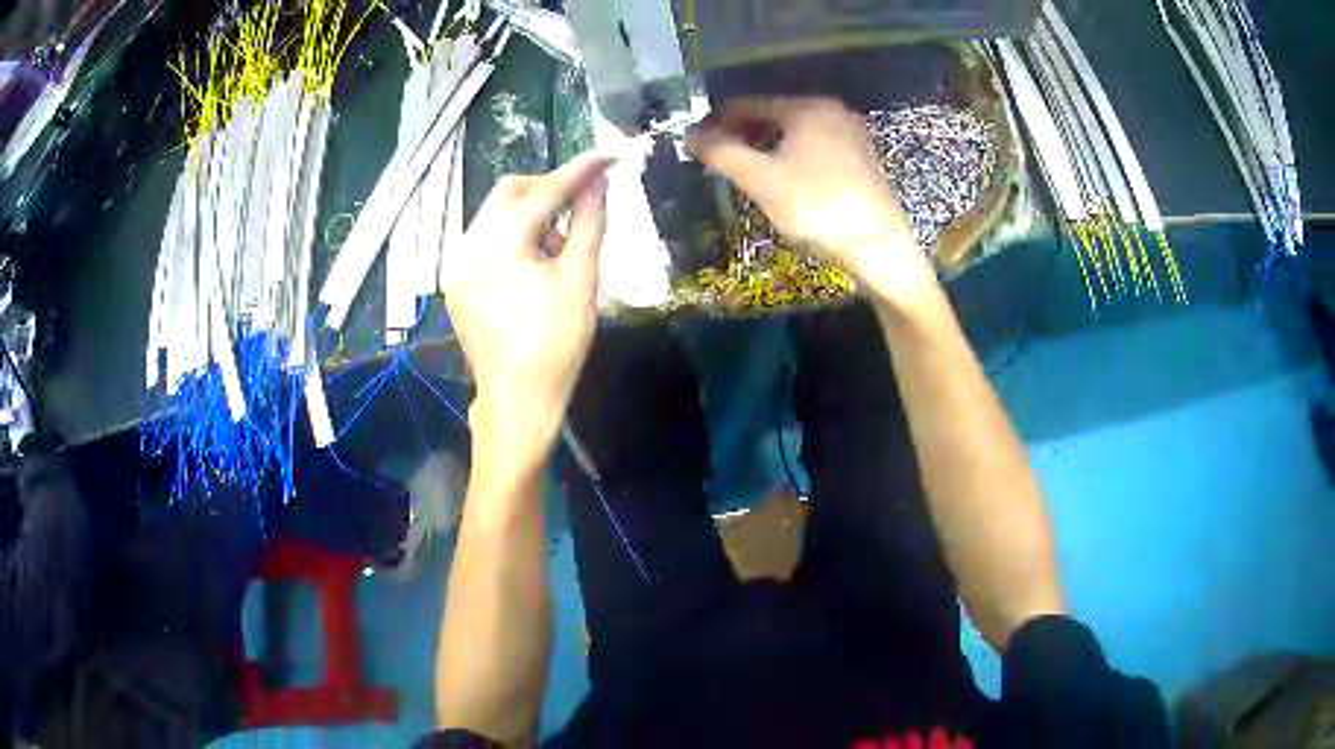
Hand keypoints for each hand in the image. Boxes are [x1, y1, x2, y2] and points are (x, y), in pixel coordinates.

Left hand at [443, 152, 612, 453]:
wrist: (518, 400)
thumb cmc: (556, 344)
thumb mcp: (580, 280)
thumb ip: (589, 224)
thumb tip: (599, 184)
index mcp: (498, 245)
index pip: (542, 193)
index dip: (578, 171)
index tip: (608, 156)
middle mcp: (467, 246)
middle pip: (508, 193)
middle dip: (547, 190)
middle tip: (582, 203)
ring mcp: (456, 265)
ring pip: (495, 216)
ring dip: (531, 215)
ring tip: (560, 247)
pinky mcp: (457, 282)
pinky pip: (485, 241)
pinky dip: (513, 238)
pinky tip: (535, 264)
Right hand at [686, 98, 937, 306]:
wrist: (879, 247)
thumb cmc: (818, 207)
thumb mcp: (762, 180)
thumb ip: (722, 153)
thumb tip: (689, 135)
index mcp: (807, 108)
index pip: (748, 104)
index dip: (717, 121)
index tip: (696, 142)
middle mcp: (832, 112)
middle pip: (773, 115)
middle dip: (742, 134)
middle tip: (718, 160)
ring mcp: (851, 135)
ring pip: (794, 133)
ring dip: (765, 147)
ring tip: (745, 172)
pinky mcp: (861, 160)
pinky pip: (814, 148)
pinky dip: (791, 157)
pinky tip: (782, 181)